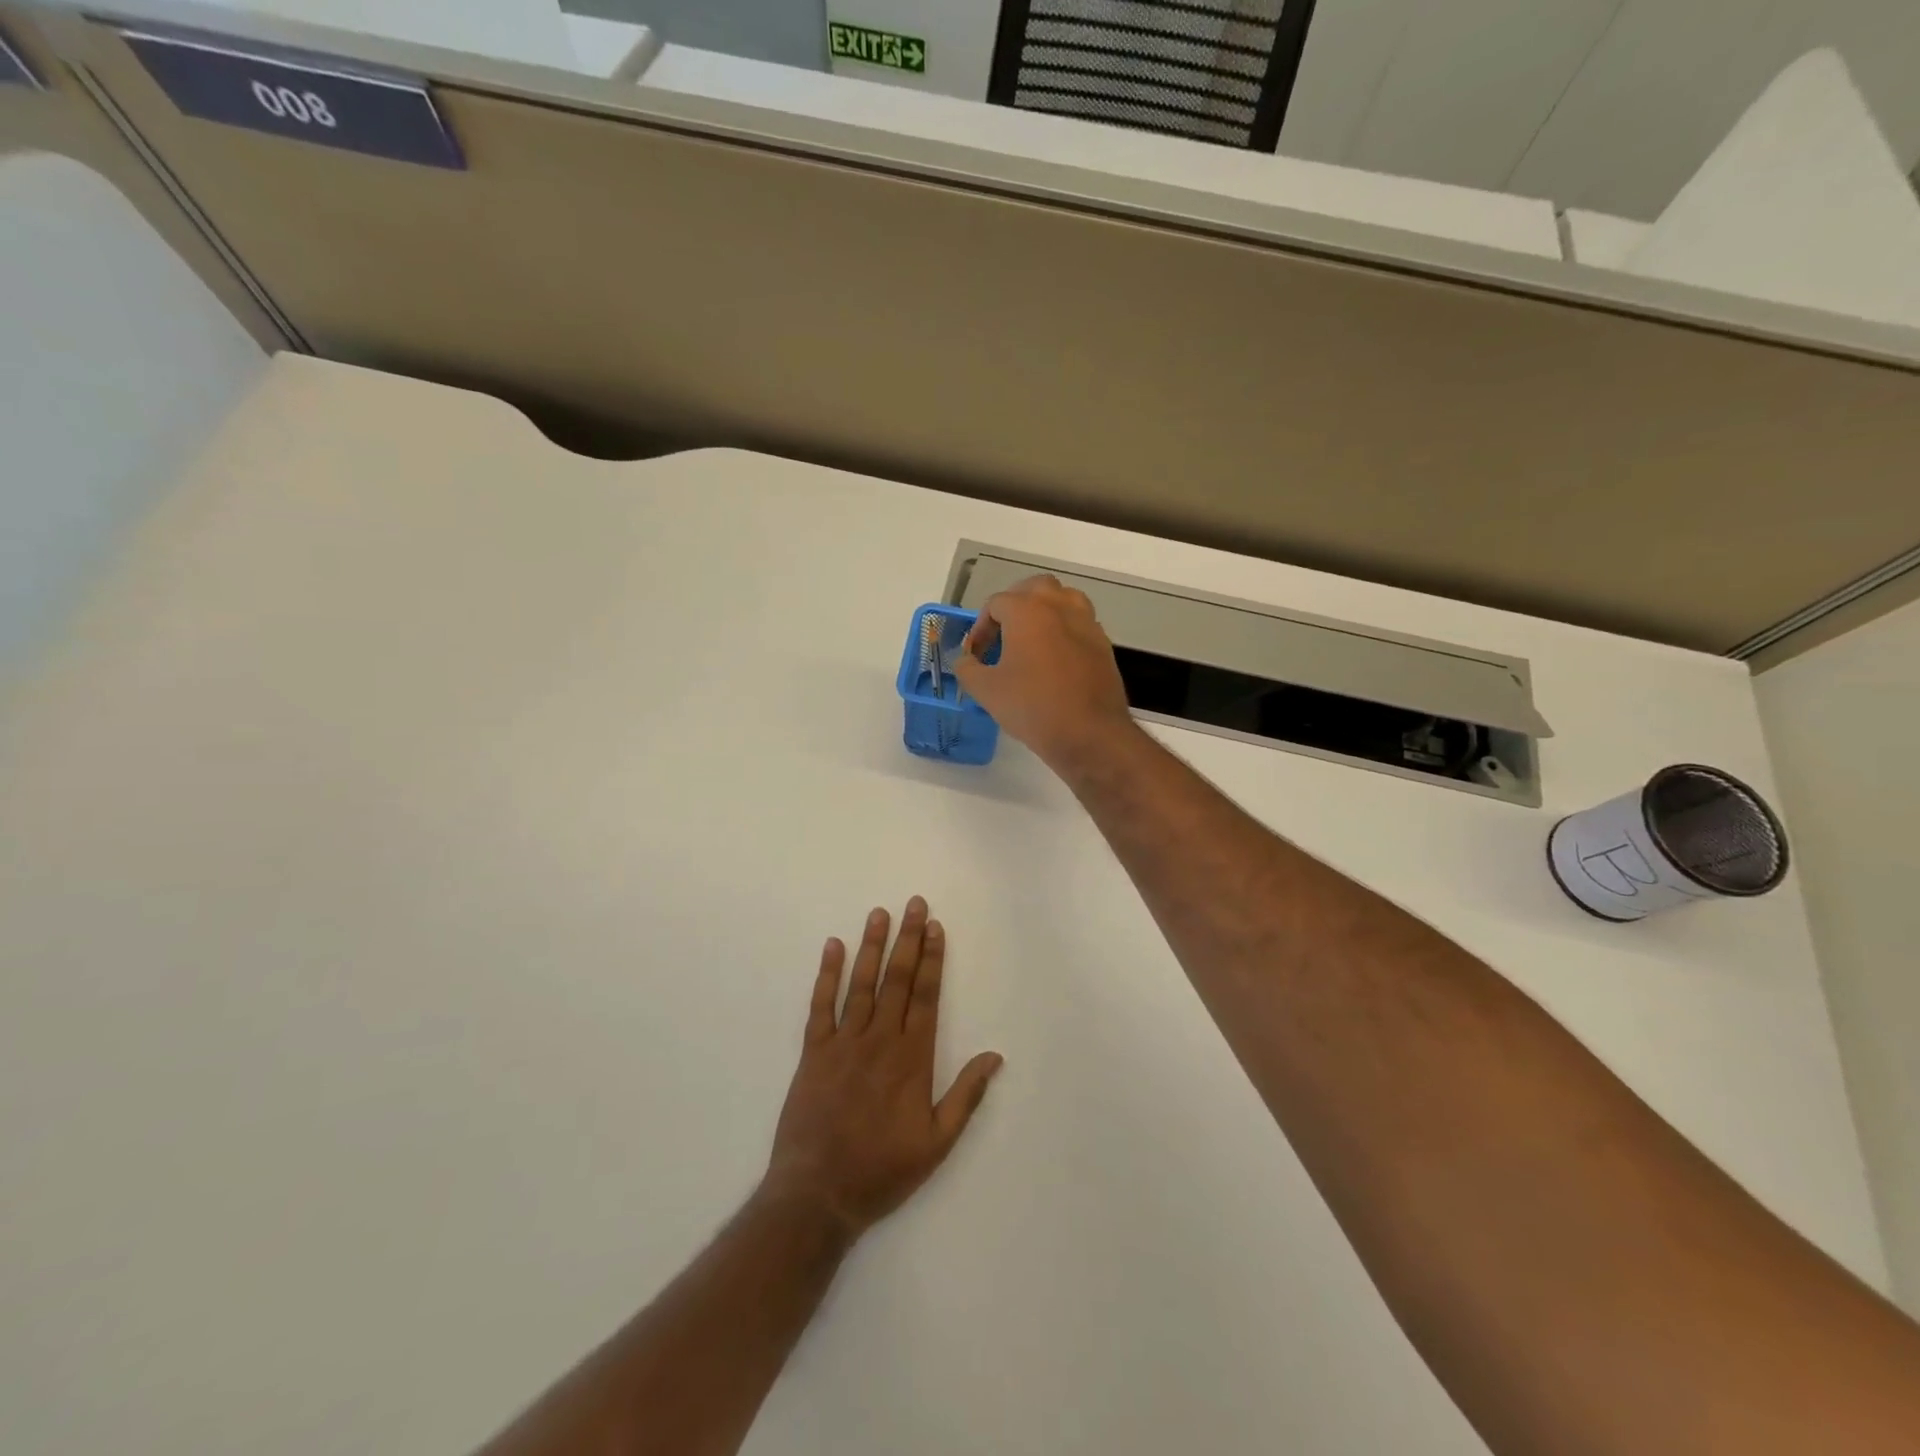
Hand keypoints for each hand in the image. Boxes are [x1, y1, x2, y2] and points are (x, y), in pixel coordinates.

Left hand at [763, 897, 1002, 1239]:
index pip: (925, 996)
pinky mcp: (813, 1053)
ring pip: (861, 984)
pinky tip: (833, 947)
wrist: (817, 1194)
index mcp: (912, 1059)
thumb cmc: (882, 1170)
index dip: (932, 959)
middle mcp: (879, 1040)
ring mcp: (843, 1043)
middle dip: (907, 940)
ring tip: (879, 913)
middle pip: (896, 980)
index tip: (935, 927)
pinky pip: (820, 1006)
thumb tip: (994, 1056)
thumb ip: (965, 1096)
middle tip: (913, 904)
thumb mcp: (936, 1143)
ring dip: (872, 946)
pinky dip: (826, 975)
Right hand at [952, 575, 1133, 770]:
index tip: (976, 655)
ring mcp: (1086, 622)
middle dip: (1015, 606)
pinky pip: (1080, 623)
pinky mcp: (1103, 643)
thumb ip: (968, 668)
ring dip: (1044, 611)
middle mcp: (1059, 606)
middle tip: (1003, 634)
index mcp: (1027, 610)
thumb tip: (965, 660)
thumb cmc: (1033, 707)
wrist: (1089, 734)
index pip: (996, 604)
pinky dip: (1065, 630)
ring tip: (1031, 640)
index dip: (980, 627)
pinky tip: (1055, 660)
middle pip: (1034, 588)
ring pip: (1063, 599)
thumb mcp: (986, 691)